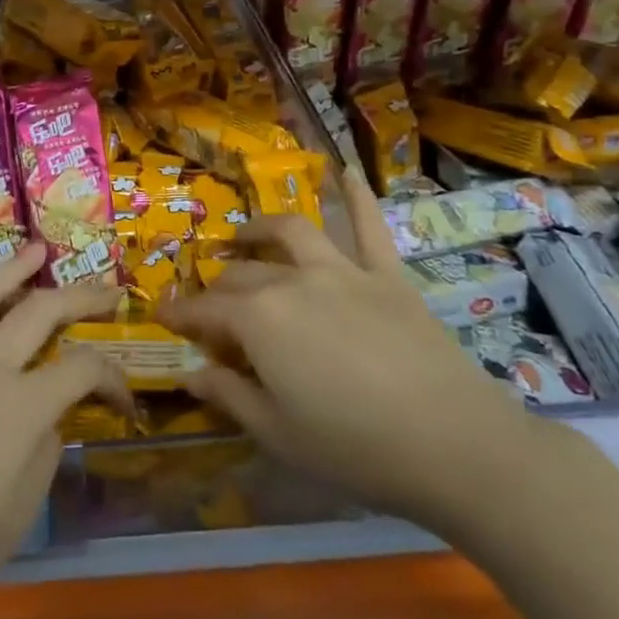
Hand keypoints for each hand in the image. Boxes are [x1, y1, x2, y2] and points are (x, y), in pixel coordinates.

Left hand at [0, 243, 126, 618]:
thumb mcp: (14, 519)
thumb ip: (41, 458)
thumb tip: (48, 421)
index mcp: (21, 407)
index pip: (81, 370)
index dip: (112, 376)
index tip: (125, 397)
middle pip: (40, 313)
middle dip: (80, 297)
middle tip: (105, 287)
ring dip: (14, 268)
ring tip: (37, 249)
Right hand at [158, 168, 540, 531]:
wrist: (457, 446)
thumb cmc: (356, 448)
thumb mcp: (278, 434)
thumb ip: (228, 395)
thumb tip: (189, 372)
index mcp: (259, 320)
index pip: (206, 310)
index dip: (181, 314)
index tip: (161, 316)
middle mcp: (292, 281)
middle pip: (243, 274)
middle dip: (218, 288)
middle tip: (212, 307)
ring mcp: (342, 271)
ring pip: (291, 233)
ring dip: (261, 229)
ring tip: (245, 234)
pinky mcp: (386, 274)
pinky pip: (369, 226)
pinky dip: (357, 196)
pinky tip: (347, 171)